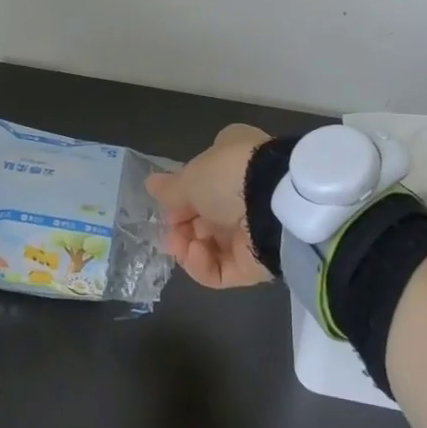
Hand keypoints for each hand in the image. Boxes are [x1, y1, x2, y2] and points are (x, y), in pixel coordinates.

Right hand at [145, 123, 272, 287]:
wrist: (275, 205)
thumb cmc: (229, 176)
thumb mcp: (191, 176)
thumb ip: (171, 187)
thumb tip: (151, 184)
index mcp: (234, 158)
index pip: (203, 179)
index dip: (182, 194)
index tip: (165, 205)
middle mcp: (244, 192)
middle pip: (205, 215)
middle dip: (182, 226)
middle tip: (169, 234)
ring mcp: (252, 229)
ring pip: (212, 244)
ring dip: (189, 247)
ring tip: (179, 246)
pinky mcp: (257, 262)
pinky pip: (223, 268)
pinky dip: (204, 265)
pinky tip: (195, 254)